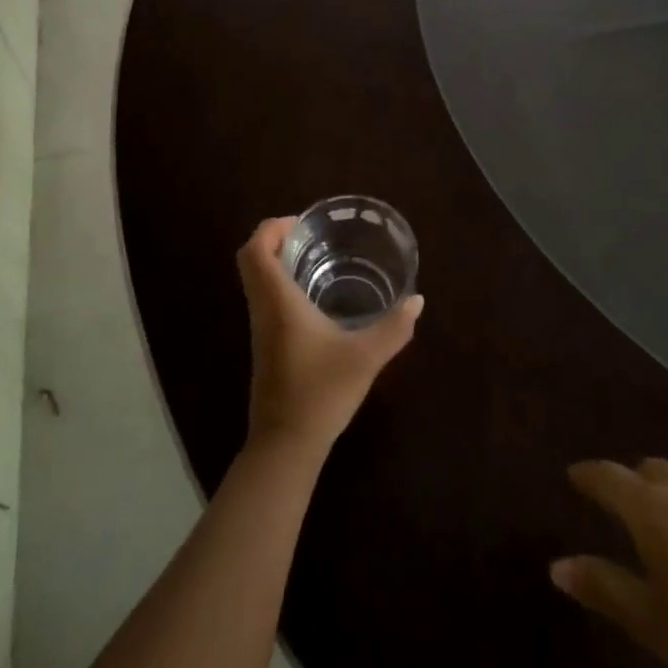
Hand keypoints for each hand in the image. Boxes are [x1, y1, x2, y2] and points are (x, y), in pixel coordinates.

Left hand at [237, 218, 422, 456]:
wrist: (286, 444)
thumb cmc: (321, 392)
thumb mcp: (365, 357)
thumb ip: (394, 327)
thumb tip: (417, 300)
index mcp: (278, 301)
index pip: (255, 250)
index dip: (272, 227)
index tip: (301, 223)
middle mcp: (262, 308)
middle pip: (250, 259)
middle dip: (274, 239)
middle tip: (309, 236)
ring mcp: (259, 328)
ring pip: (255, 280)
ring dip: (275, 261)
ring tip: (314, 258)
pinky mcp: (264, 345)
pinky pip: (262, 298)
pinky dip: (278, 283)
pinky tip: (312, 297)